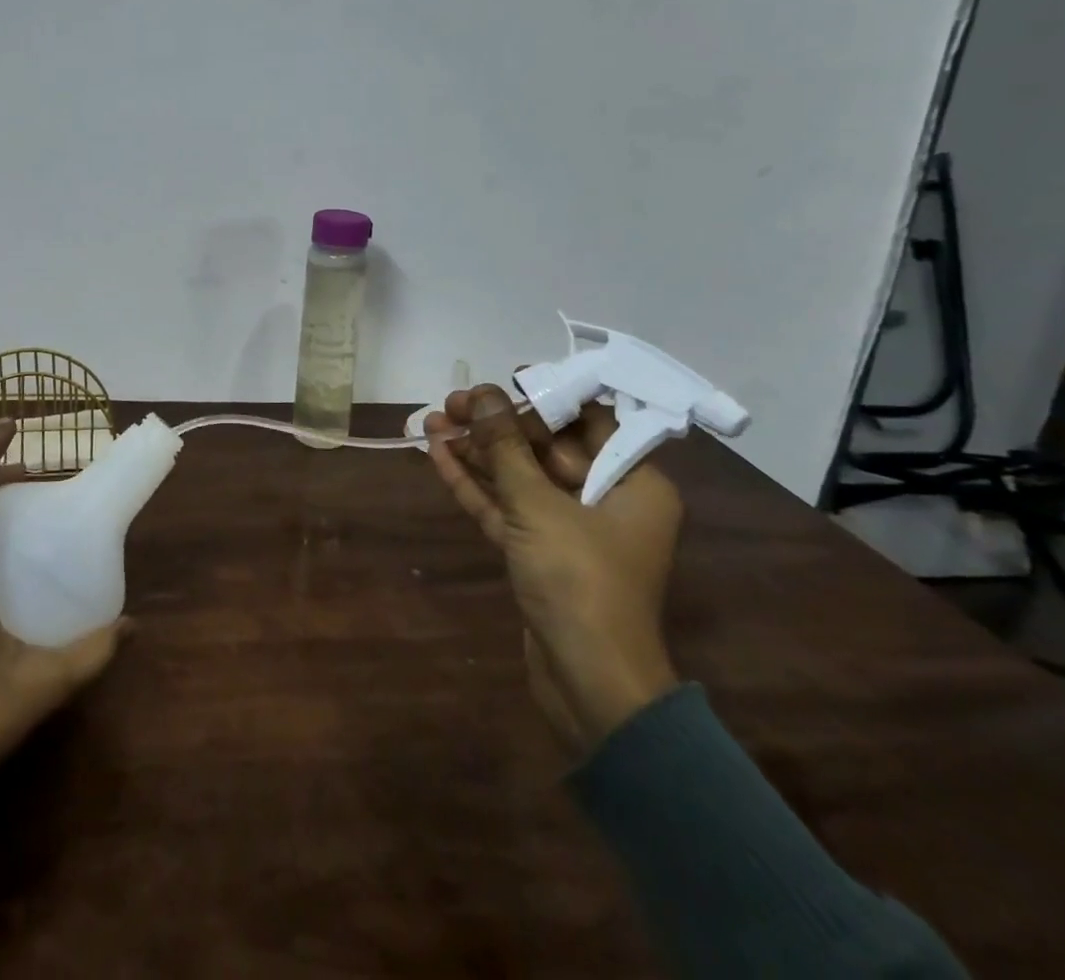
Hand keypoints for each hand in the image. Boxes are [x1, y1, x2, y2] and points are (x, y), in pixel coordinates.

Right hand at [426, 385, 681, 756]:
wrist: (589, 683)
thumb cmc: (579, 580)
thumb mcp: (538, 504)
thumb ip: (505, 447)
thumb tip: (482, 394)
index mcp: (632, 482)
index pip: (588, 421)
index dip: (544, 396)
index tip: (501, 381)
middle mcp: (605, 499)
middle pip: (546, 447)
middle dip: (497, 425)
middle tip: (453, 403)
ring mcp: (569, 529)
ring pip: (519, 477)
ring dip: (477, 452)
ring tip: (432, 422)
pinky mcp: (539, 553)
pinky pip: (506, 507)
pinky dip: (475, 484)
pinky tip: (438, 457)